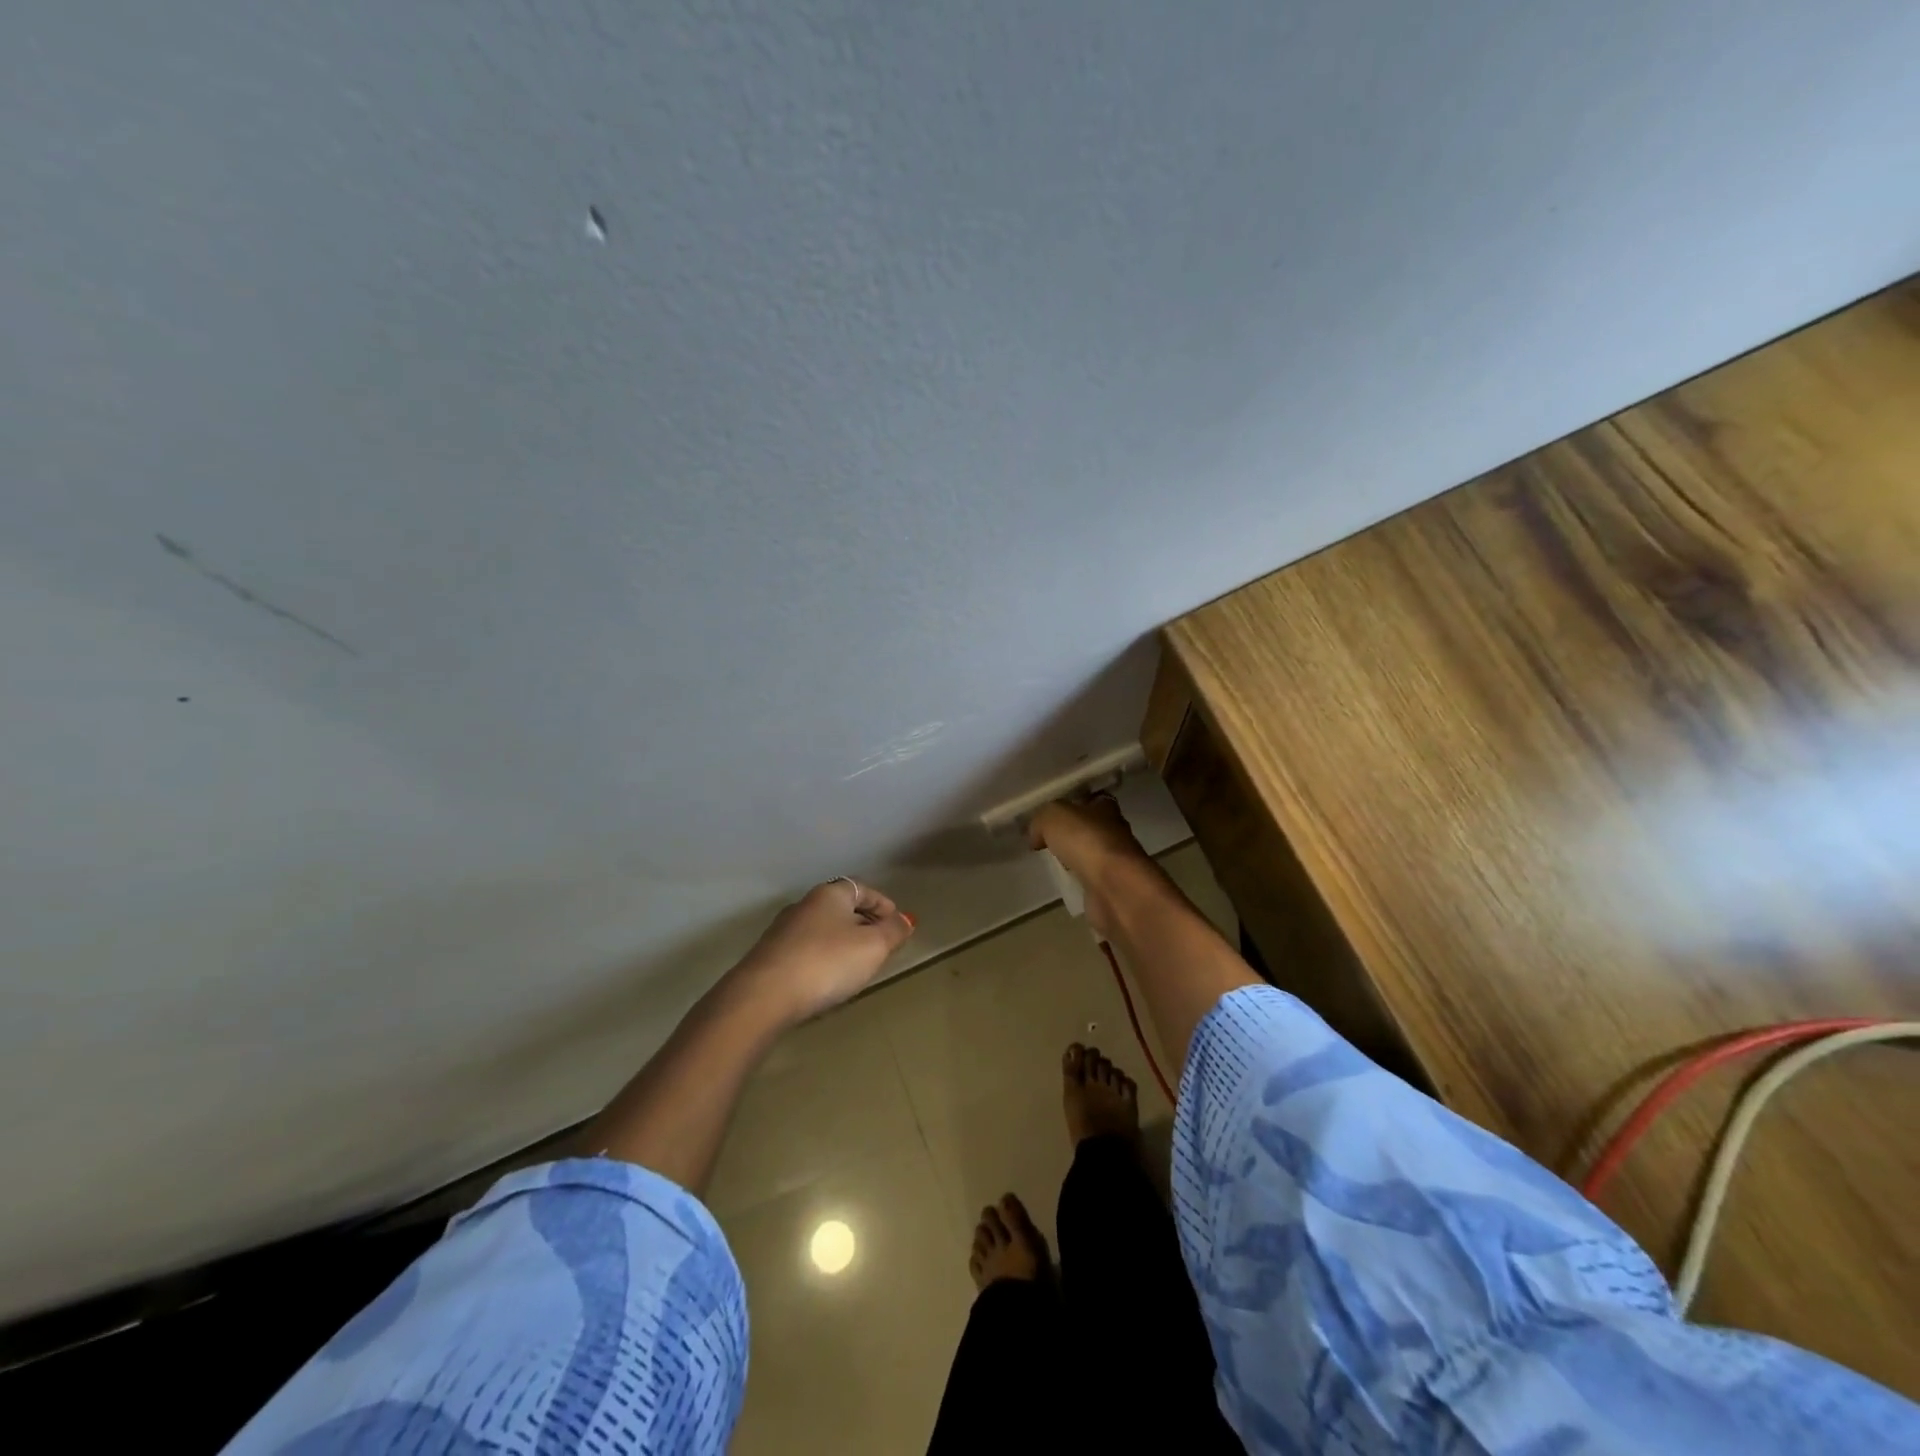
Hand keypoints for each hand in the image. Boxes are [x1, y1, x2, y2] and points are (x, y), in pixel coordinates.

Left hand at [730, 879, 915, 1022]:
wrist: (764, 995)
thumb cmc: (826, 963)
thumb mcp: (873, 947)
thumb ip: (893, 931)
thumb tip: (906, 920)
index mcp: (830, 894)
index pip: (862, 888)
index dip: (882, 903)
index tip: (896, 922)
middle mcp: (804, 905)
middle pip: (841, 907)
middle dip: (863, 922)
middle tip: (881, 943)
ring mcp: (783, 930)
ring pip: (822, 928)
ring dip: (841, 940)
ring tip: (857, 962)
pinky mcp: (769, 956)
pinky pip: (806, 949)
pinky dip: (822, 956)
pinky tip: (827, 977)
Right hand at [1027, 796, 1149, 939]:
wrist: (1113, 886)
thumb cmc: (1086, 841)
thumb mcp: (1052, 816)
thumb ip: (1041, 820)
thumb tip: (1036, 836)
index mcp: (1106, 807)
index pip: (1092, 799)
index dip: (1074, 803)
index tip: (1054, 814)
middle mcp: (1115, 832)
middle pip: (1091, 828)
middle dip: (1072, 833)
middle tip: (1047, 840)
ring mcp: (1115, 861)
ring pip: (1090, 855)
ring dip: (1075, 858)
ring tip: (1051, 862)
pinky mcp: (1111, 887)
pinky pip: (1089, 880)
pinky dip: (1078, 881)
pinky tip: (1063, 883)